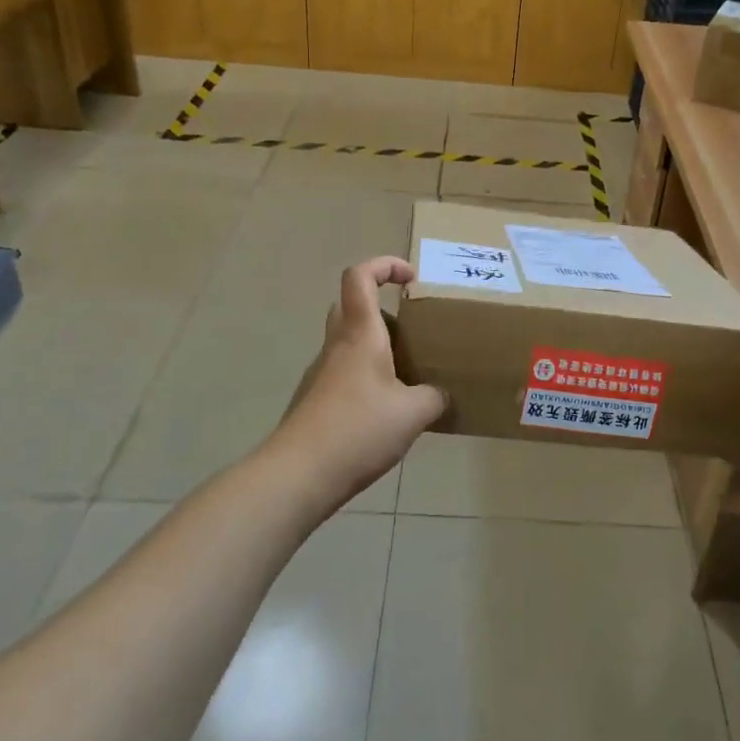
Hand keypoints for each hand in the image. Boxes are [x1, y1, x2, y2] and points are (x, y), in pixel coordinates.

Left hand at [266, 256, 445, 516]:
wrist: (298, 475)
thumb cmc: (358, 429)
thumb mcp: (413, 414)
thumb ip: (434, 397)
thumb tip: (440, 395)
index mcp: (360, 333)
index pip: (360, 276)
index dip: (385, 265)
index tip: (412, 280)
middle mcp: (337, 345)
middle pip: (351, 305)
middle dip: (382, 308)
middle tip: (411, 330)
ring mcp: (321, 373)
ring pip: (348, 341)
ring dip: (376, 346)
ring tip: (407, 374)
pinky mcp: (315, 400)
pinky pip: (344, 372)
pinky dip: (366, 377)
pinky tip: (386, 410)